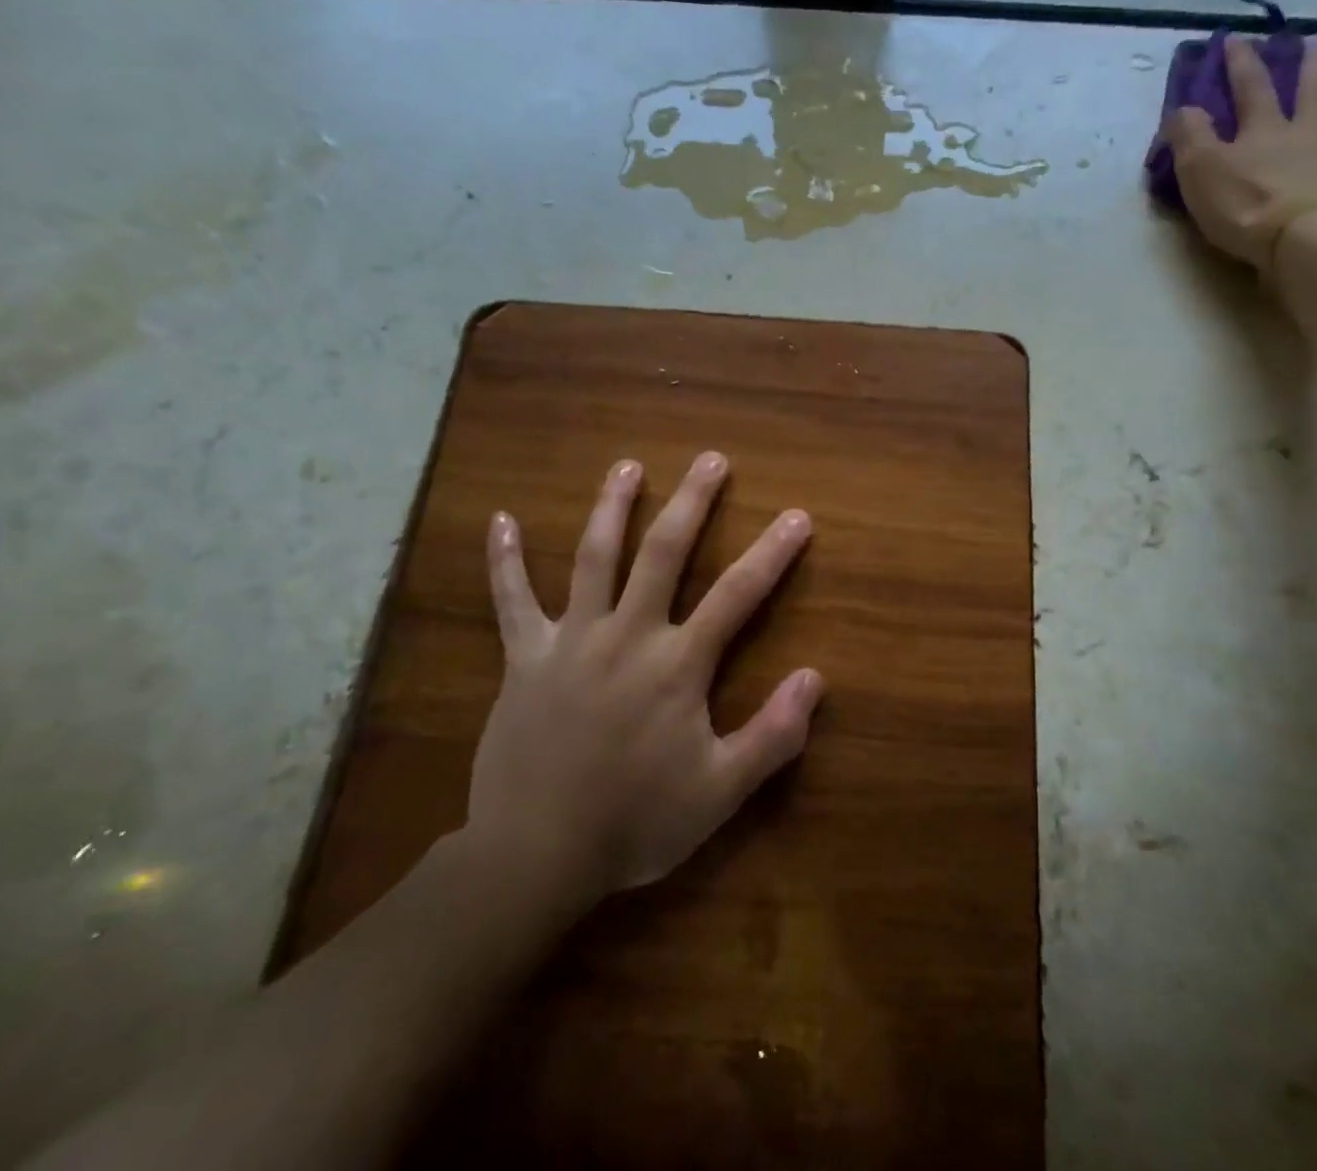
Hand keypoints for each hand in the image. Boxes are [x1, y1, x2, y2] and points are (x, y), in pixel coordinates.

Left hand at [466, 452, 822, 896]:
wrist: (535, 856)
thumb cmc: (634, 824)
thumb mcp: (719, 793)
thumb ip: (771, 736)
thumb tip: (815, 678)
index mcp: (677, 665)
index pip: (737, 594)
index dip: (772, 552)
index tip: (797, 515)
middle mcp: (627, 635)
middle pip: (664, 553)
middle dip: (692, 502)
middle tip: (711, 459)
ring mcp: (571, 640)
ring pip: (593, 558)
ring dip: (612, 507)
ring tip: (627, 466)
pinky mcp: (524, 658)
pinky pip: (511, 601)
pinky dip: (504, 560)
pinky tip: (500, 519)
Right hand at [1163, 36, 1316, 275]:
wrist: (1302, 244)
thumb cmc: (1244, 209)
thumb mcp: (1199, 172)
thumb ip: (1190, 137)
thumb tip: (1183, 107)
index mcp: (1267, 134)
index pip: (1251, 90)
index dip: (1241, 64)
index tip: (1236, 39)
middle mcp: (1313, 138)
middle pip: (1316, 94)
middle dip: (1315, 67)